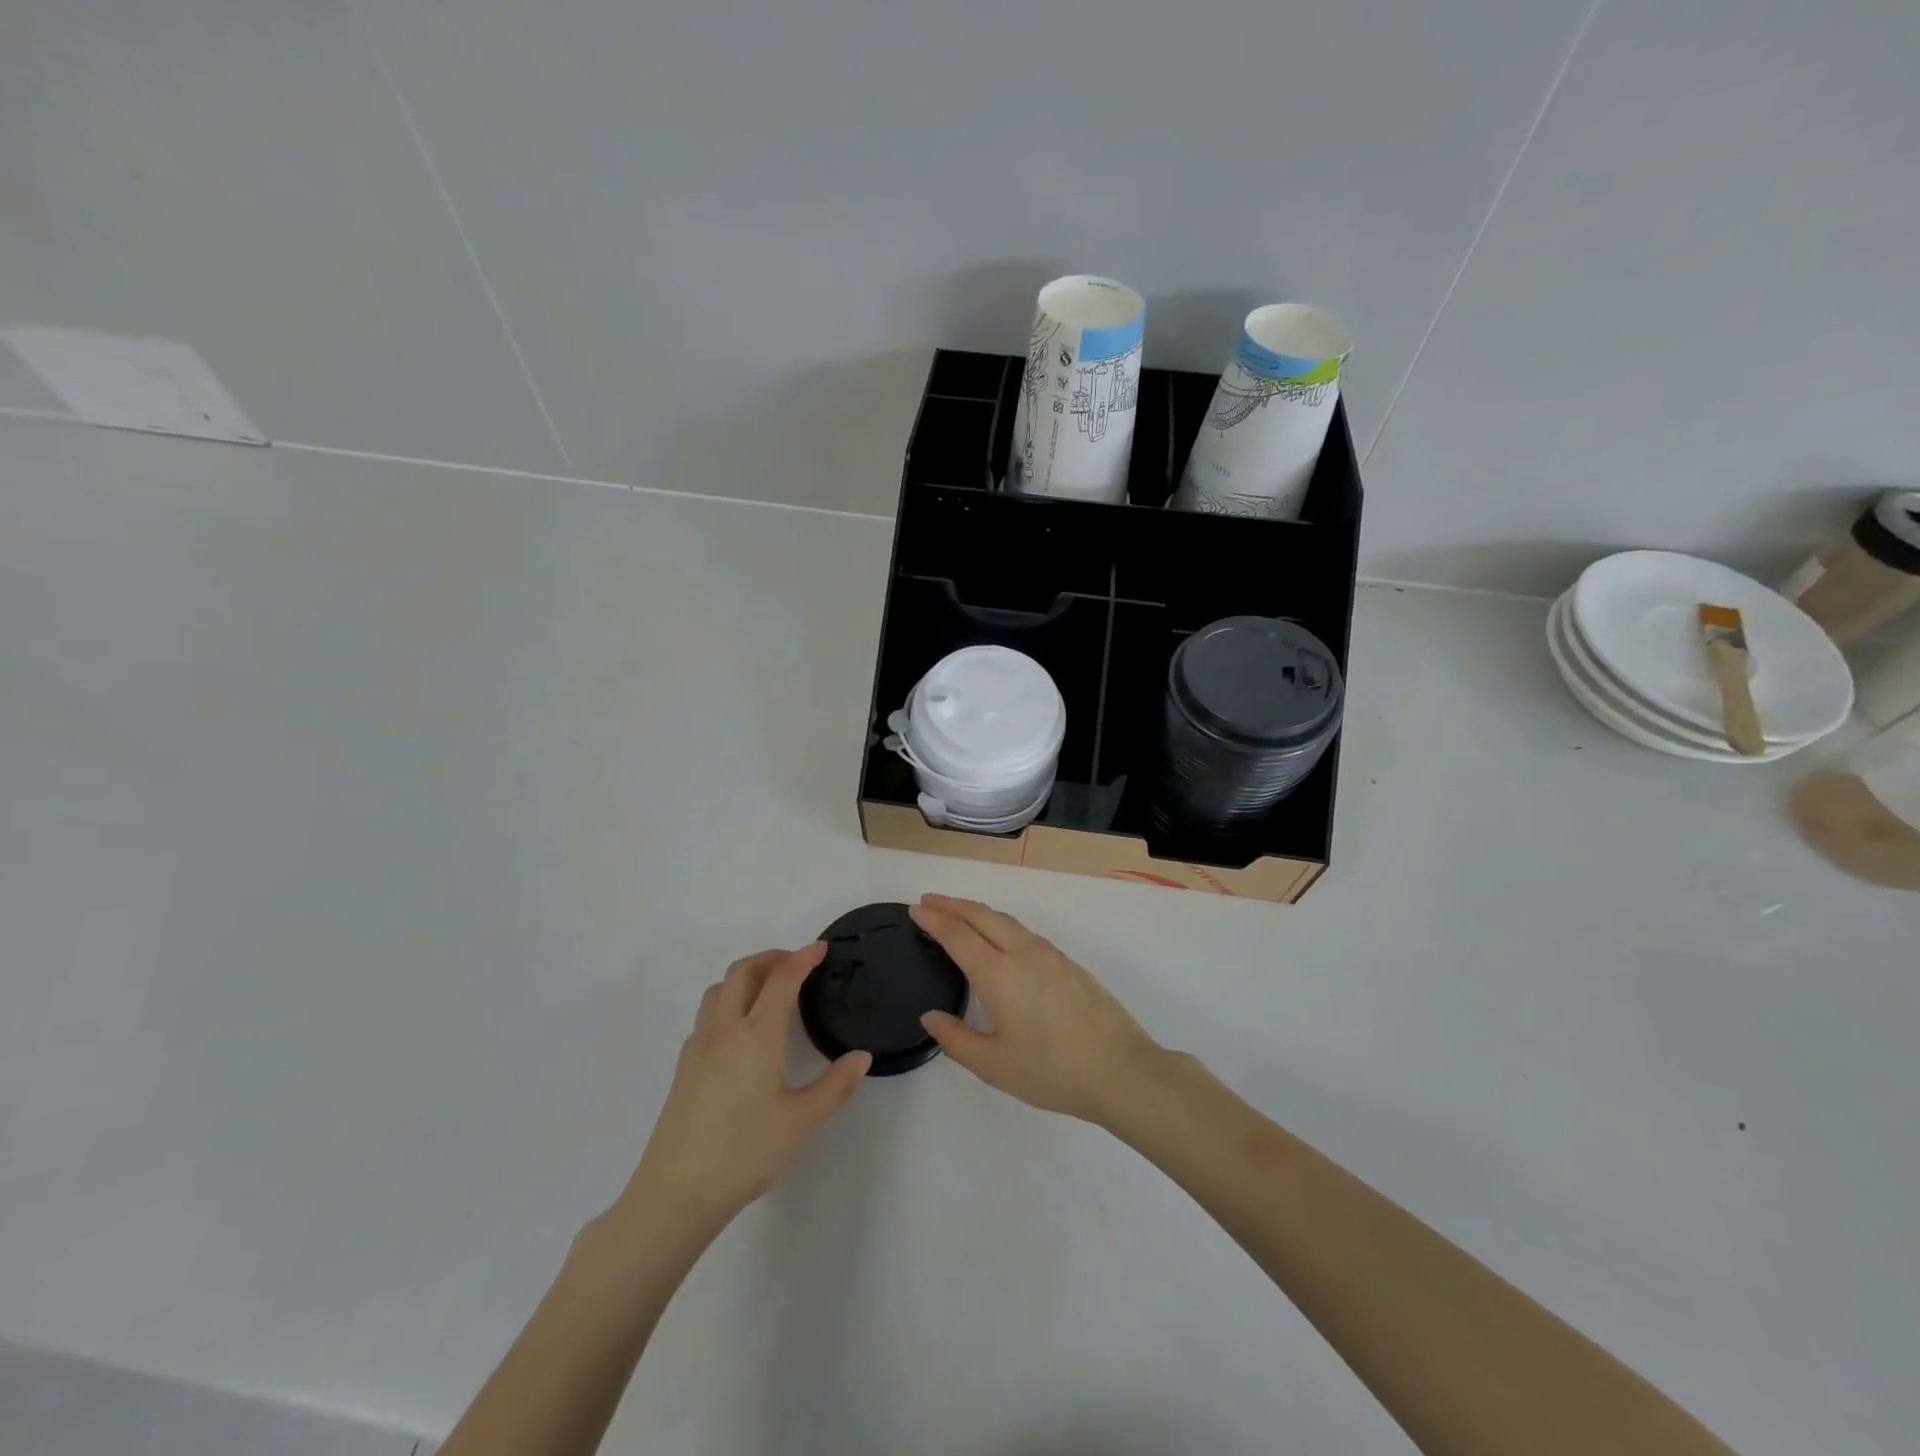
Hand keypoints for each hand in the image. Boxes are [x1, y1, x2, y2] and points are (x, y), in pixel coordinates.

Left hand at [614, 945, 870, 1233]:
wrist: (676, 1193)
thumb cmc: (745, 1152)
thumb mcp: (802, 1122)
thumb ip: (835, 1086)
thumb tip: (862, 1057)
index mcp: (757, 1035)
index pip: (782, 979)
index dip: (803, 958)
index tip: (821, 948)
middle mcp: (725, 1029)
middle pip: (743, 971)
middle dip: (771, 958)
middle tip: (796, 964)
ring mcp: (699, 1046)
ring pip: (719, 989)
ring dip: (745, 976)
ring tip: (768, 990)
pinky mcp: (684, 1066)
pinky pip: (706, 1015)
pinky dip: (727, 1002)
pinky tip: (739, 1030)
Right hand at [910, 895, 1161, 1125]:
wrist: (1120, 1070)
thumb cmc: (1052, 1072)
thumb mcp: (994, 1065)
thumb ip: (956, 1039)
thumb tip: (931, 1016)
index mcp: (999, 974)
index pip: (958, 934)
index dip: (934, 919)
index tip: (915, 909)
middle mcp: (1022, 953)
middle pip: (981, 915)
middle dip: (952, 904)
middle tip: (929, 901)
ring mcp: (1049, 954)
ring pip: (1005, 920)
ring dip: (977, 912)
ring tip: (958, 915)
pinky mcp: (1068, 963)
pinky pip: (1024, 931)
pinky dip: (999, 924)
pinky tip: (998, 939)